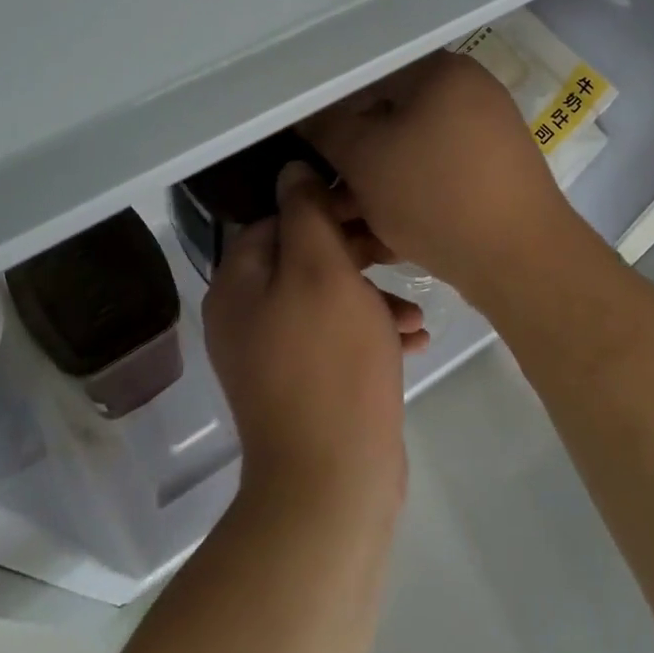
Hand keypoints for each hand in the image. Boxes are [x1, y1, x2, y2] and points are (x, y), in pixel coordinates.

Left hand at [203, 162, 426, 516]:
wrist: (333, 482)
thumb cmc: (330, 362)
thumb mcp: (322, 271)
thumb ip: (306, 213)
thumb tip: (292, 169)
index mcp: (238, 284)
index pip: (275, 220)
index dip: (323, 207)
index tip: (369, 208)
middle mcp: (246, 317)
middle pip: (303, 260)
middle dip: (355, 254)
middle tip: (399, 252)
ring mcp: (273, 356)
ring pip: (327, 301)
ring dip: (372, 297)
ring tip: (415, 309)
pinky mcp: (304, 387)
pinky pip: (337, 341)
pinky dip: (371, 334)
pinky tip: (414, 340)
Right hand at [300, 51, 587, 302]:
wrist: (521, 261)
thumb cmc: (434, 196)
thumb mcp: (364, 159)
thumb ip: (326, 128)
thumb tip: (307, 114)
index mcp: (443, 70)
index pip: (368, 75)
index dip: (330, 109)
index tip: (308, 144)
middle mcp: (471, 92)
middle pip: (392, 115)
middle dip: (354, 156)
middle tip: (327, 190)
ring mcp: (488, 133)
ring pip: (412, 151)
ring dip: (376, 182)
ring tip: (348, 220)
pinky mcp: (494, 173)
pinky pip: (437, 174)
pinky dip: (409, 195)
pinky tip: (384, 232)